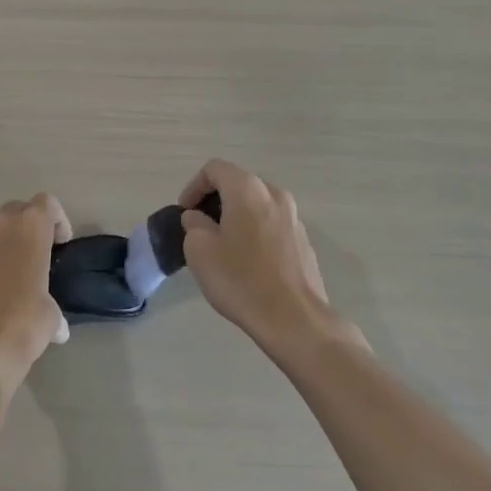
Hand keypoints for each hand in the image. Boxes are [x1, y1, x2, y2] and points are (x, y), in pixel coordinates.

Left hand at [0, 194, 71, 392]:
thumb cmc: (24, 322)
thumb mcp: (51, 315)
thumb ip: (52, 306)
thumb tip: (57, 326)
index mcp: (29, 227)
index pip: (46, 203)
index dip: (57, 220)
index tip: (61, 244)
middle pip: (17, 210)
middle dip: (28, 226)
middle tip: (37, 254)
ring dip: (4, 242)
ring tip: (12, 273)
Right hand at [179, 159, 350, 354]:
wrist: (295, 320)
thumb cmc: (241, 280)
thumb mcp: (199, 251)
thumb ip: (194, 225)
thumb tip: (199, 219)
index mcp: (248, 189)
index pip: (214, 169)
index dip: (193, 186)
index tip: (185, 213)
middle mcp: (274, 194)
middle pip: (238, 184)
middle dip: (216, 201)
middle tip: (200, 228)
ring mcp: (294, 218)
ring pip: (257, 205)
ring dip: (237, 217)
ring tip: (224, 246)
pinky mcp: (305, 242)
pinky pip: (272, 225)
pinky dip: (256, 233)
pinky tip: (249, 263)